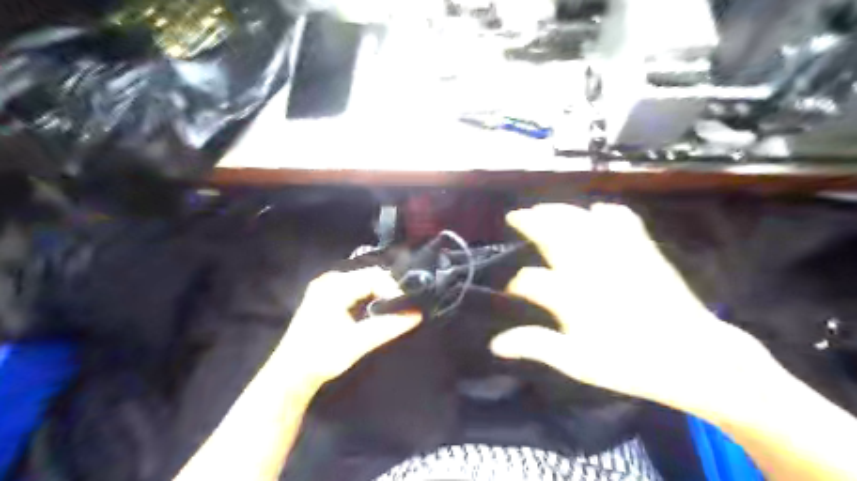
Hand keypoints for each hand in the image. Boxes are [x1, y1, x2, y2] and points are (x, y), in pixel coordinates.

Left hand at [278, 268, 420, 386]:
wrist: (290, 374)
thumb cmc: (321, 357)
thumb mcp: (358, 342)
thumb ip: (389, 326)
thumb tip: (417, 314)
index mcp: (334, 286)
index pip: (374, 276)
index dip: (394, 289)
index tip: (406, 308)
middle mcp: (330, 280)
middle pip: (369, 276)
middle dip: (388, 291)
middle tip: (403, 309)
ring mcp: (327, 287)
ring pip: (364, 282)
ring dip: (380, 295)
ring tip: (394, 311)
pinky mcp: (327, 296)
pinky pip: (356, 289)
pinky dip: (369, 298)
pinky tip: (376, 311)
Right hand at [489, 203, 769, 415]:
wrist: (694, 357)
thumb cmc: (630, 362)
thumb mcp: (577, 362)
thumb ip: (536, 345)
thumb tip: (496, 344)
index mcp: (572, 295)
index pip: (530, 280)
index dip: (517, 283)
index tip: (513, 290)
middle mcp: (589, 266)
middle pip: (553, 231)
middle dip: (530, 221)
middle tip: (516, 216)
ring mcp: (617, 253)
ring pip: (580, 219)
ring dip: (558, 210)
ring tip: (543, 208)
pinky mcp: (642, 248)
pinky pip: (620, 218)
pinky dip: (605, 211)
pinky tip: (596, 210)